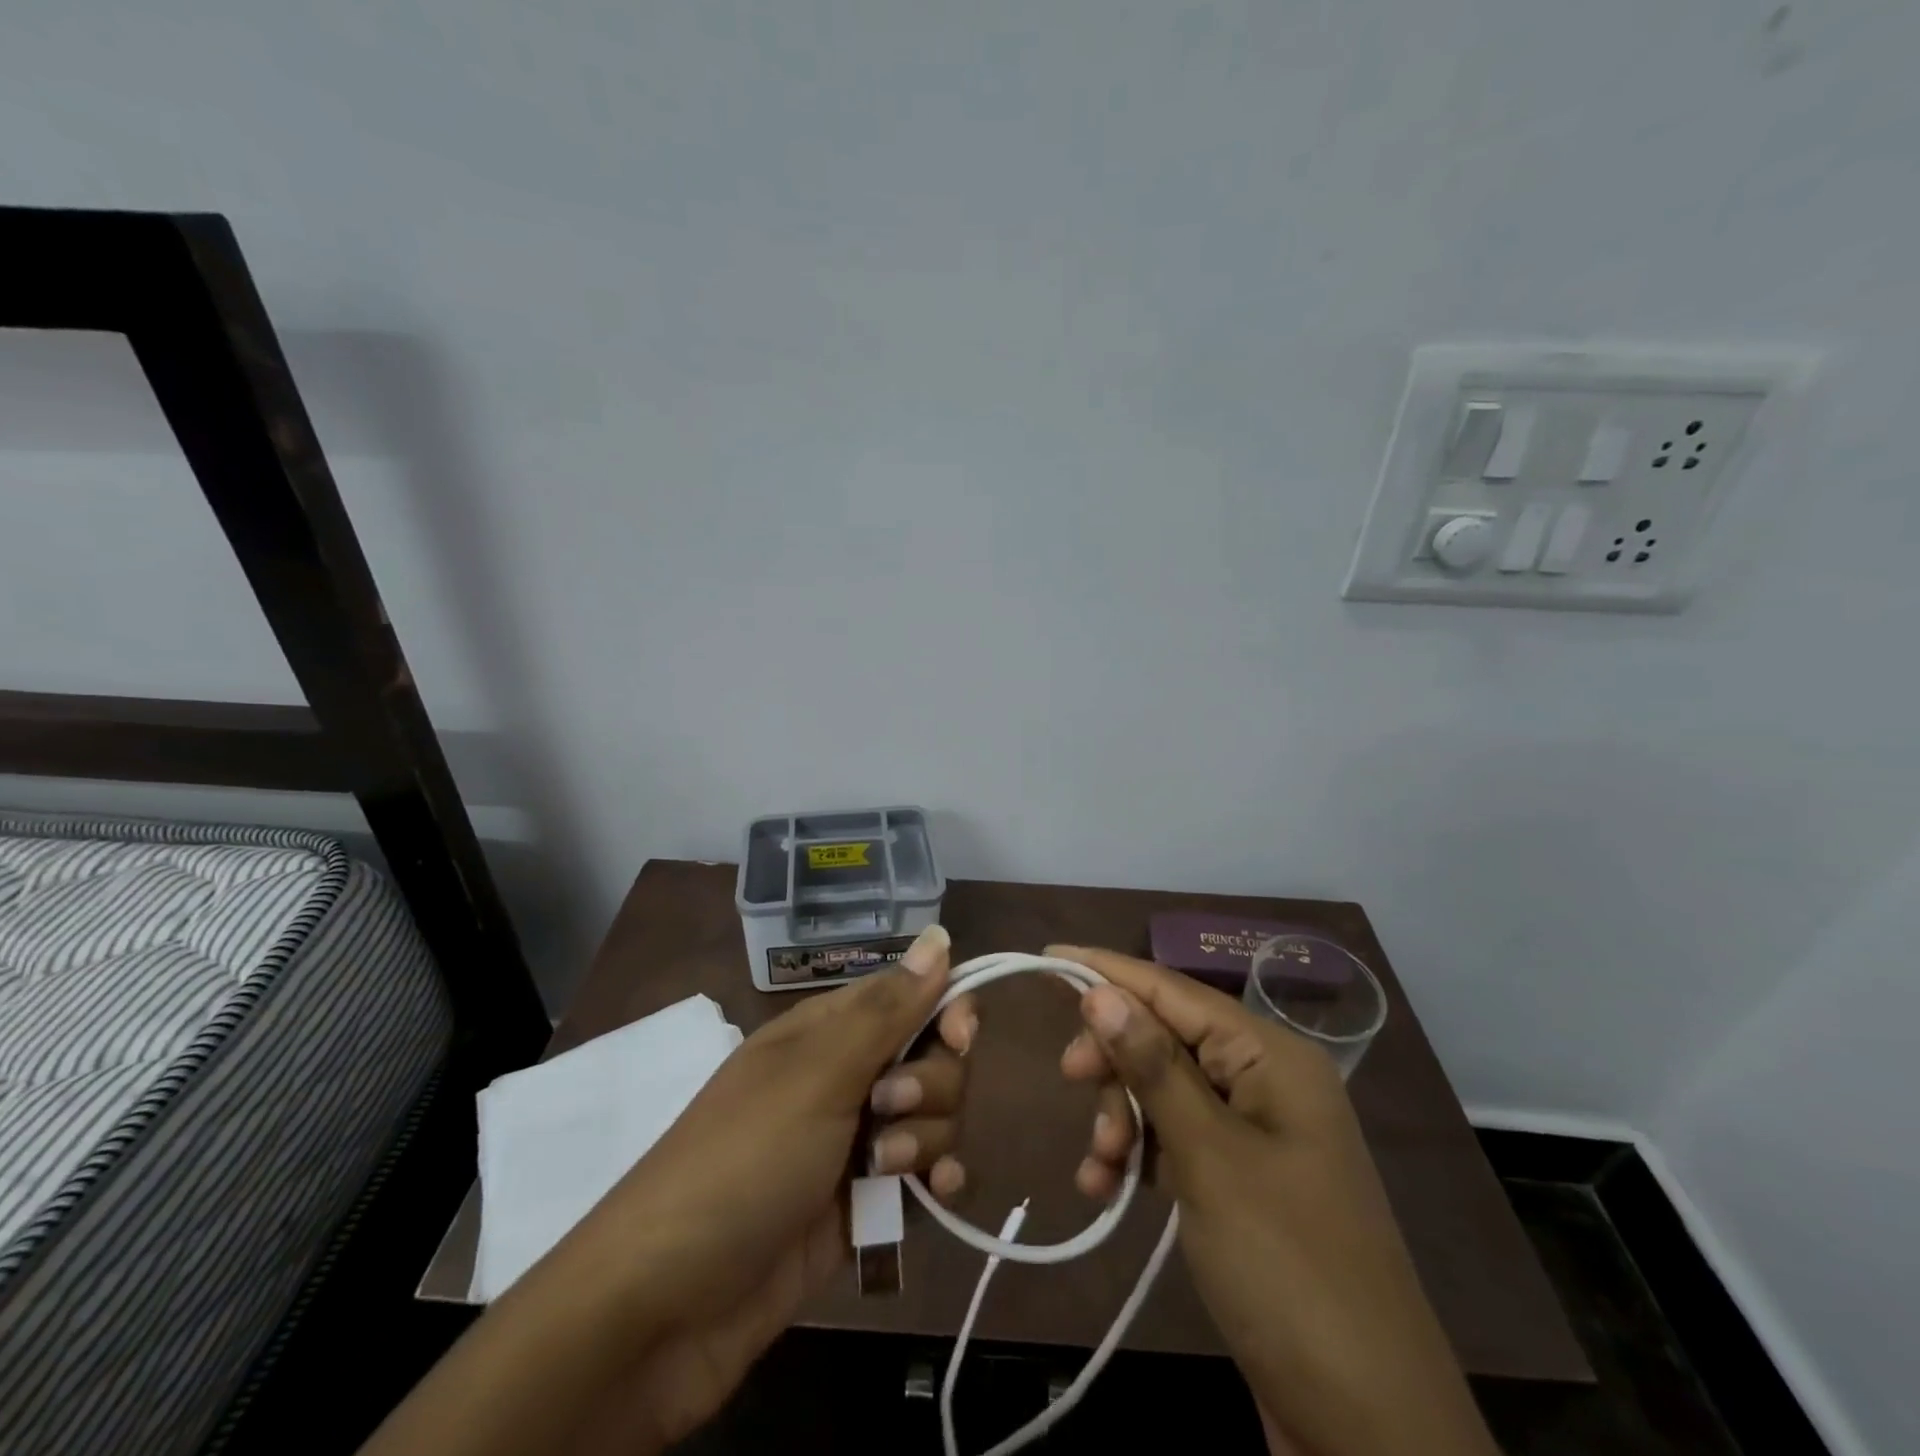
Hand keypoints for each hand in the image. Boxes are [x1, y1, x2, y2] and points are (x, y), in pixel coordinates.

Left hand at [560, 924, 972, 1452]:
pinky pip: (926, 1174)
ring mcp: (856, 1141)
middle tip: (888, 1109)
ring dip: (928, 1137)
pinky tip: (936, 1196)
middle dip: (932, 1083)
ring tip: (884, 1171)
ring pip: (935, 1115)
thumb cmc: (743, 1161)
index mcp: (830, 1030)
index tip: (959, 1038)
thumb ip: (888, 1009)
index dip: (947, 1008)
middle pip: (934, 1056)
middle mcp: (848, 1075)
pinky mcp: (865, 1202)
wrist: (666, 1307)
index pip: (913, 994)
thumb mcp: (817, 1074)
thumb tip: (940, 933)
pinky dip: (938, 1180)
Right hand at [1050, 946, 1497, 1455]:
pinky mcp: (1242, 1179)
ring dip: (1121, 1116)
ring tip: (1099, 1163)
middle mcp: (1265, 1080)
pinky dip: (1138, 1154)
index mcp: (1271, 1057)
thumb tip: (1101, 990)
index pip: (1174, 990)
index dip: (1108, 972)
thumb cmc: (1287, 1267)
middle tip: (1069, 1079)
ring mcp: (1255, 1132)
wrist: (1368, 1425)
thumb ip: (1153, 1066)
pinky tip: (1104, 1186)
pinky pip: (1175, 1139)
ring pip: (1164, 1091)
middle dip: (1115, 1060)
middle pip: (1166, 1038)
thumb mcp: (1209, 1158)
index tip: (1047, 957)